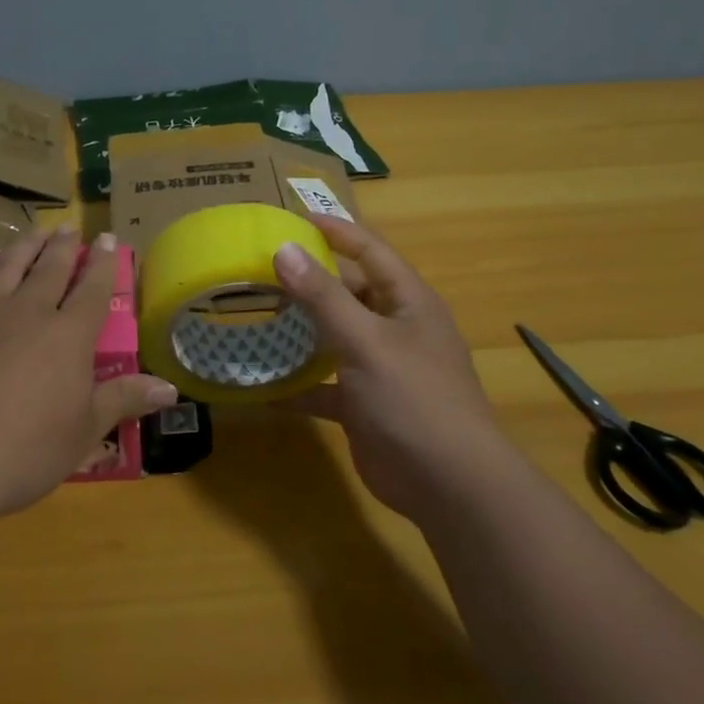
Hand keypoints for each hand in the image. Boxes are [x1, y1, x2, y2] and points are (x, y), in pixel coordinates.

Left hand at [0, 228, 178, 522]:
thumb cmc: (23, 452)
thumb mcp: (84, 432)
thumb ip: (124, 400)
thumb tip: (171, 388)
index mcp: (68, 336)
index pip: (93, 289)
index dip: (104, 262)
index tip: (109, 239)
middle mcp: (28, 310)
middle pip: (51, 268)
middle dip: (65, 246)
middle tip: (71, 228)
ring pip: (9, 264)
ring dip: (26, 245)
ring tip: (36, 231)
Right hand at [272, 214, 500, 521]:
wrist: (451, 486)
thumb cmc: (414, 399)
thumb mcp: (365, 340)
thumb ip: (323, 296)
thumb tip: (284, 248)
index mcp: (407, 301)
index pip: (370, 250)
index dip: (335, 230)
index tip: (292, 217)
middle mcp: (395, 328)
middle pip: (347, 292)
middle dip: (307, 281)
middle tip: (258, 270)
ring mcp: (380, 368)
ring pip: (333, 338)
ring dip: (298, 331)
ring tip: (252, 317)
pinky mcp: (364, 404)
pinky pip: (325, 385)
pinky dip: (298, 385)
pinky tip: (262, 386)